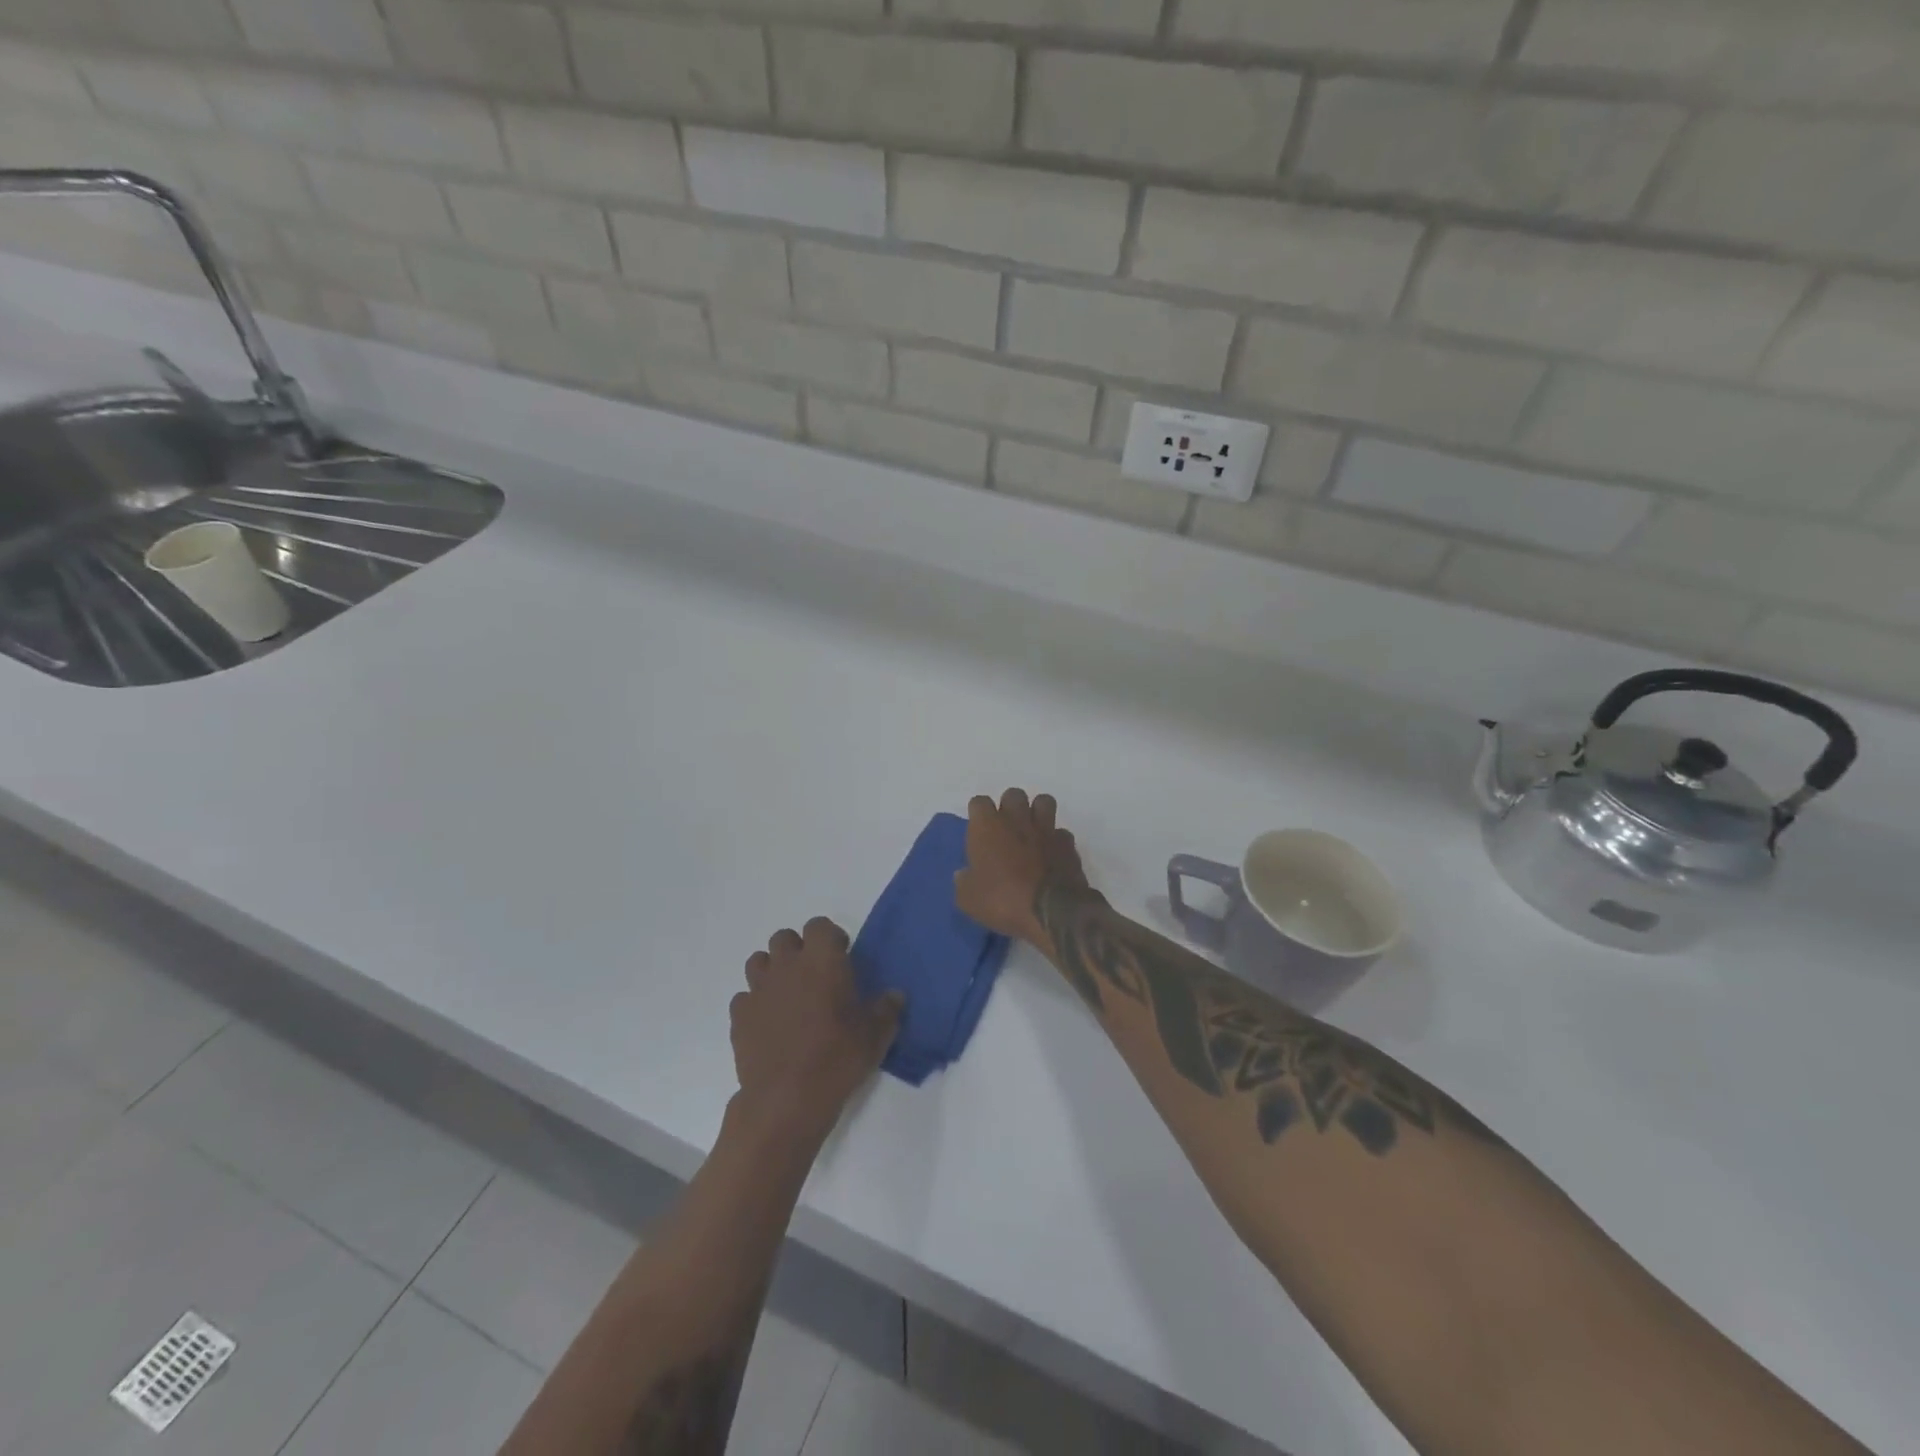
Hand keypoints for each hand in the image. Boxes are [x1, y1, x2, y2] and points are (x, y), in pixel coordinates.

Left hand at [731, 917, 902, 1145]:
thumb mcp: (875, 1036)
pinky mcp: (739, 1017)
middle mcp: (786, 966)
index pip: (819, 925)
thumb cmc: (837, 1058)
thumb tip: (895, 995)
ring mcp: (758, 990)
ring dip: (773, 971)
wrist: (787, 1100)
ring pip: (758, 961)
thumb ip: (887, 1010)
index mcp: (822, 960)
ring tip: (788, 996)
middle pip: (784, 937)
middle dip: (798, 950)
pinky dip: (755, 1003)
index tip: (842, 958)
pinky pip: (744, 997)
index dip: (830, 938)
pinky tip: (768, 1024)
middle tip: (814, 977)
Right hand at [955, 788, 1094, 948]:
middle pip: (1013, 795)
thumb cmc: (1002, 900)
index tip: (978, 831)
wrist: (1051, 911)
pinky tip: (1052, 854)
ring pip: (1044, 802)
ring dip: (1038, 813)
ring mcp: (1046, 829)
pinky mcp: (1068, 844)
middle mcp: (1016, 819)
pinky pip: (1061, 832)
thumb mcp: (968, 899)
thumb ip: (964, 882)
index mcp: (987, 827)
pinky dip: (1056, 840)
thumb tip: (964, 875)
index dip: (978, 814)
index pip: (979, 802)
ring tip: (1032, 832)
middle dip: (1009, 807)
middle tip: (1006, 829)